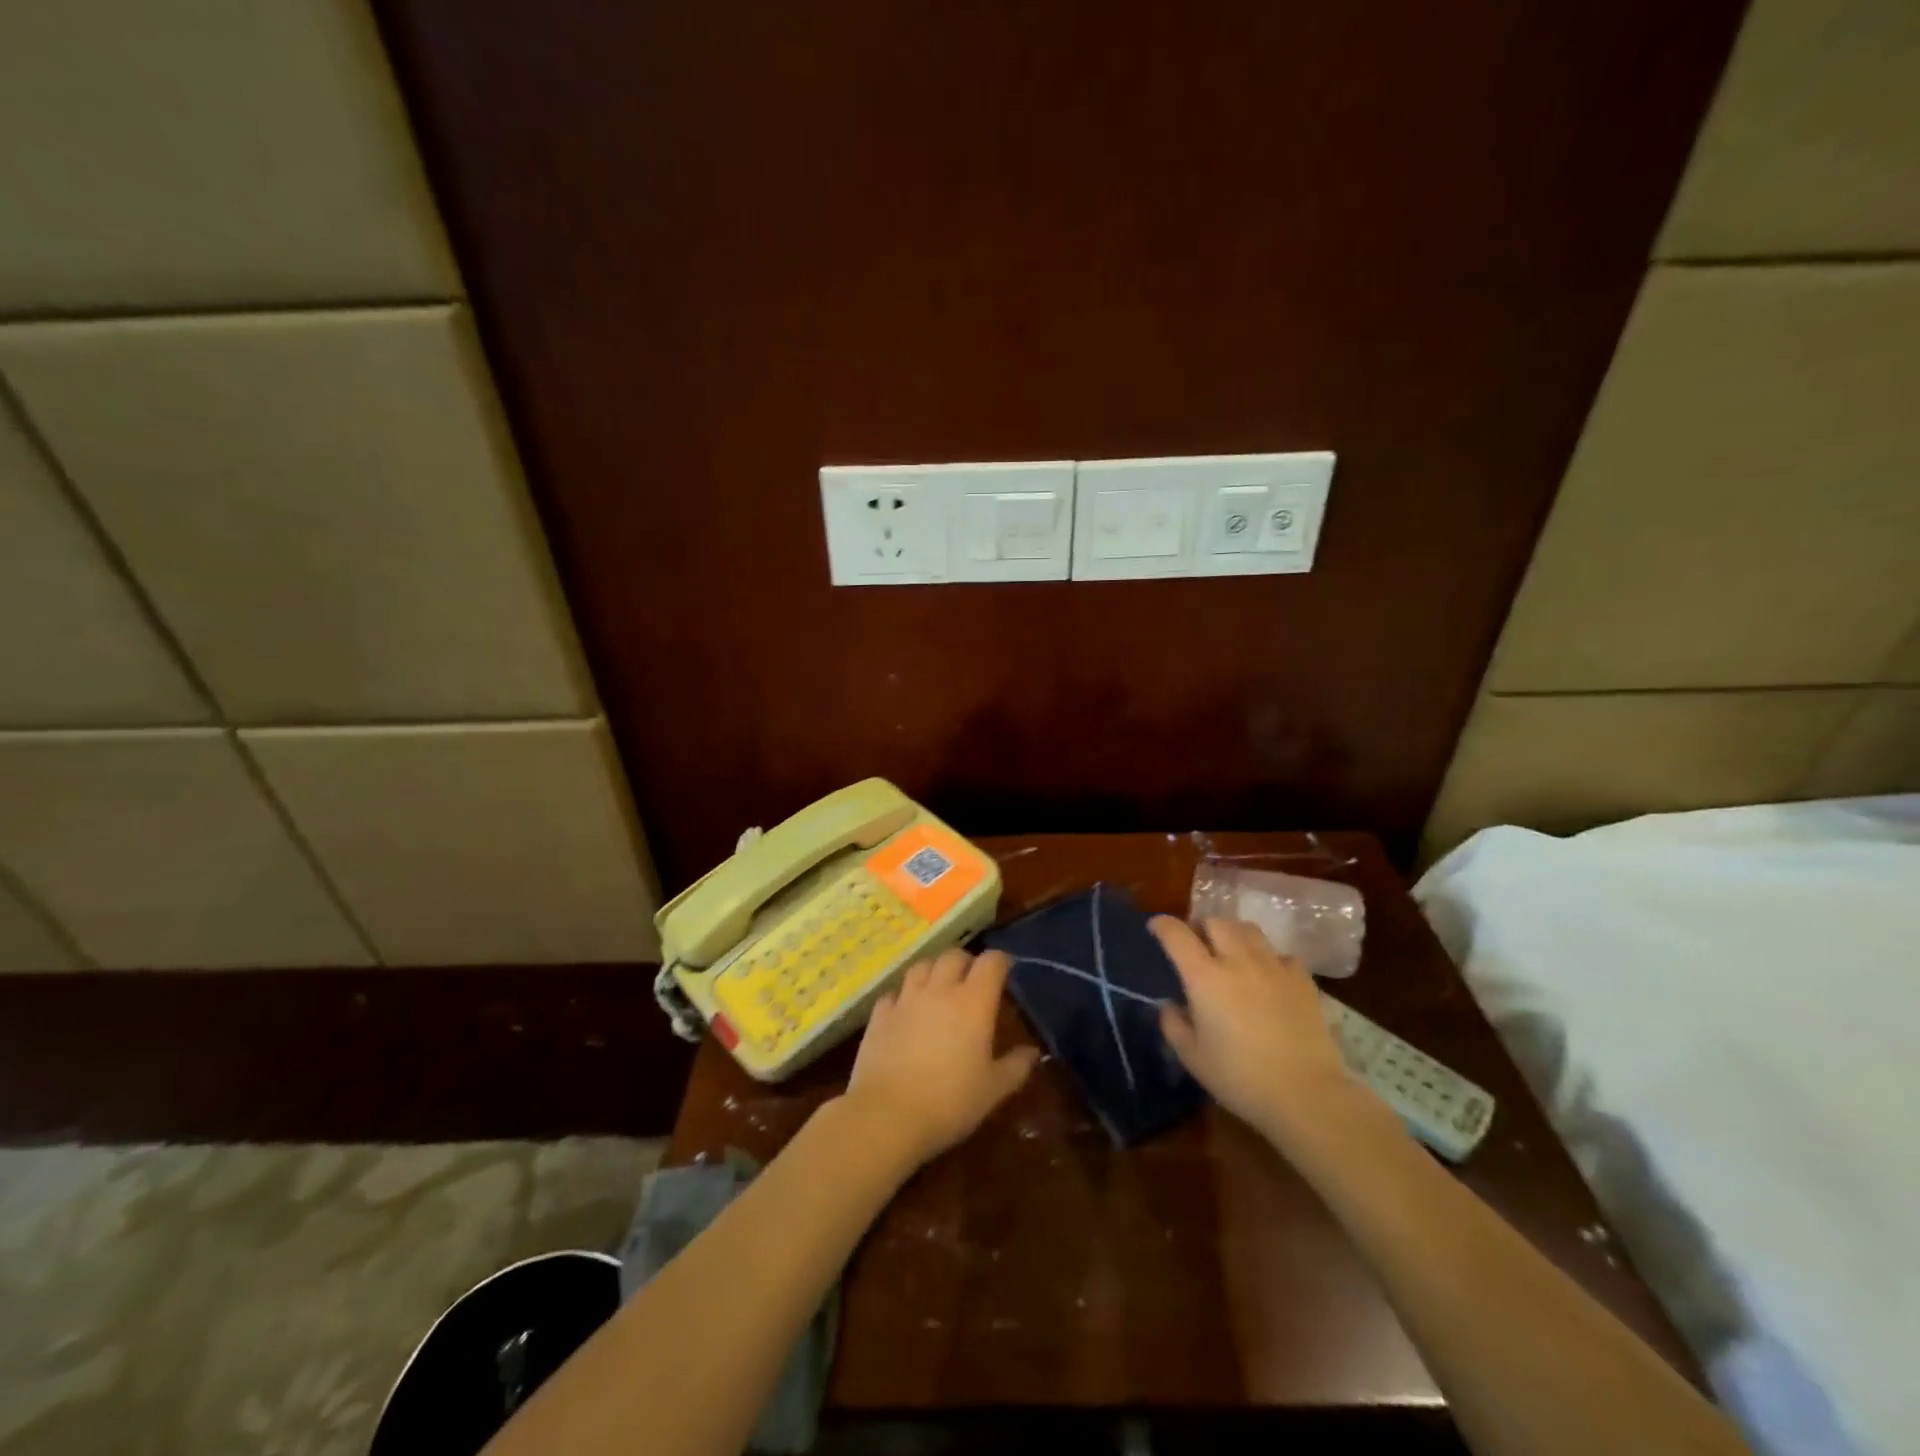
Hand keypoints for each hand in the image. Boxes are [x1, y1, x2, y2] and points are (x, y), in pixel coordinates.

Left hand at [843, 948, 1039, 1168]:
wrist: (887, 1114)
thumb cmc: (950, 1102)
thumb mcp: (993, 1090)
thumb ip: (1016, 1066)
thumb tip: (1032, 1052)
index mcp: (974, 1002)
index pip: (991, 962)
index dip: (1001, 961)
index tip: (1006, 969)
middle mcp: (940, 990)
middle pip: (954, 956)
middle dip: (967, 962)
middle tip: (972, 979)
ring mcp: (906, 999)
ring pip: (922, 966)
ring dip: (934, 970)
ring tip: (939, 987)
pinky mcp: (880, 1014)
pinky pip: (894, 992)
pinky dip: (903, 995)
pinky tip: (905, 1010)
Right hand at [1151, 917, 1361, 1142]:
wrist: (1305, 1094)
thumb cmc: (1239, 1078)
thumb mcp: (1192, 1057)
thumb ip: (1173, 1024)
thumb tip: (1169, 1005)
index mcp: (1205, 977)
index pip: (1176, 934)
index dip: (1162, 925)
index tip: (1155, 927)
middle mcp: (1238, 961)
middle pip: (1216, 922)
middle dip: (1201, 926)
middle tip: (1197, 943)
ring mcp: (1273, 967)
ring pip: (1249, 930)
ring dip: (1233, 934)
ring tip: (1231, 950)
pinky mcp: (1302, 980)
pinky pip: (1281, 954)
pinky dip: (1269, 957)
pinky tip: (1268, 975)